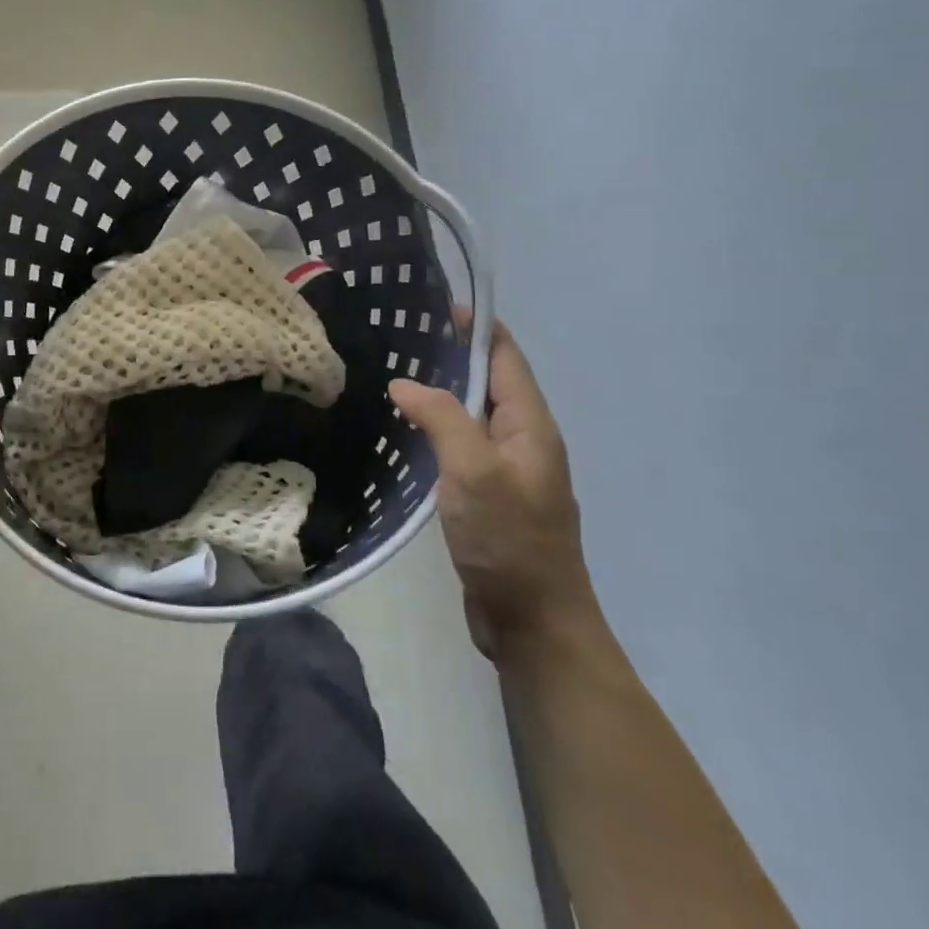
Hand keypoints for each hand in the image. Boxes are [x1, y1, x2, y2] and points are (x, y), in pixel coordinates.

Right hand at [388, 309, 596, 662]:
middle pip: (489, 383)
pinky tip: (407, 433)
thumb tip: (404, 383)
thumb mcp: (473, 470)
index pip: (506, 359)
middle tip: (402, 339)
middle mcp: (524, 441)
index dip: (478, 328)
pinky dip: (438, 429)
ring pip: (473, 416)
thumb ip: (441, 418)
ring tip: (396, 377)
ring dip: (442, 394)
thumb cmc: (509, 540)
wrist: (533, 621)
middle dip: (453, 356)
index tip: (438, 306)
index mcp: (531, 426)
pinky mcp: (490, 497)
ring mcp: (508, 471)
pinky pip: (463, 447)